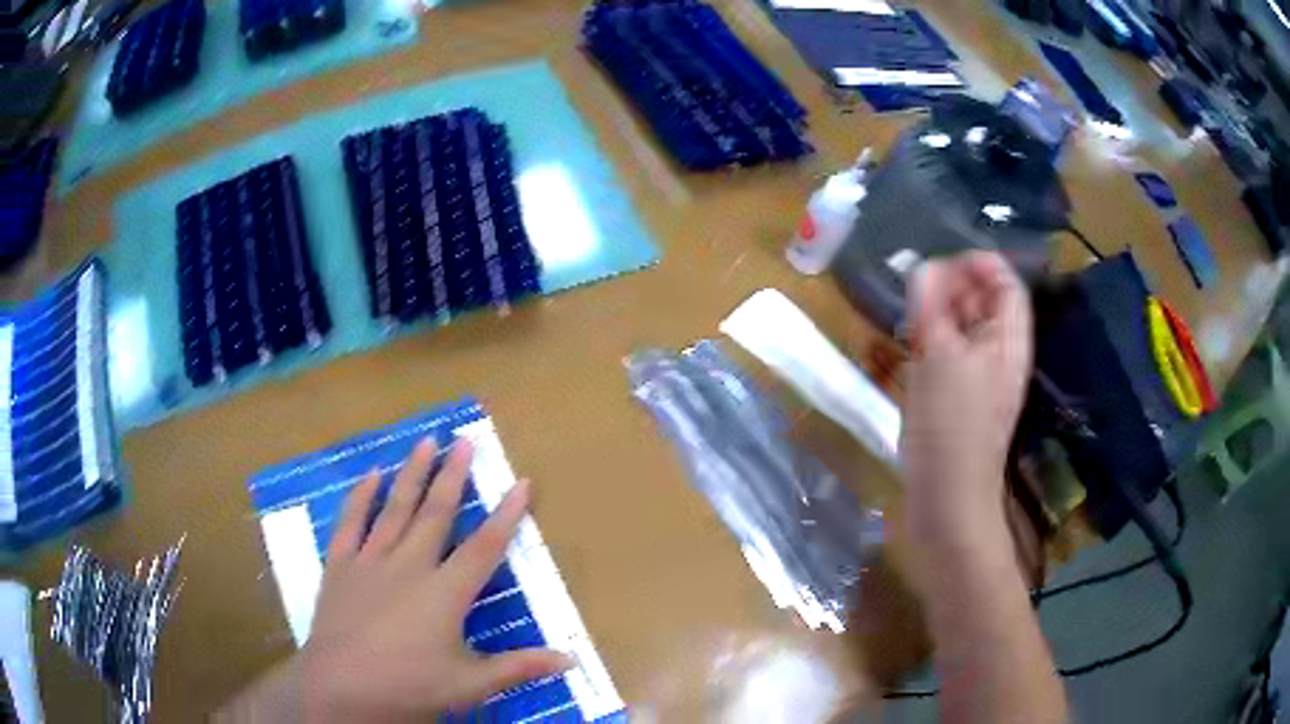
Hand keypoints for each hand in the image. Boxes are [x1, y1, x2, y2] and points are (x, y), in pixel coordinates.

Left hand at [297, 438, 571, 720]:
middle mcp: (410, 566)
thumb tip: (571, 660)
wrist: (342, 687)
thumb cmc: (410, 687)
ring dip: (412, 474)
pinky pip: (352, 523)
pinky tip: (371, 475)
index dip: (506, 516)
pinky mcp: (341, 566)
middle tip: (465, 441)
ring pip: (395, 509)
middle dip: (454, 475)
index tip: (521, 483)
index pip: (484, 548)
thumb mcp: (470, 684)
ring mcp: (371, 561)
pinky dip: (361, 497)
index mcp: (445, 593)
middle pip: (436, 513)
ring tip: (426, 442)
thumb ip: (519, 667)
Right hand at [900, 251, 1032, 541]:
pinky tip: (911, 350)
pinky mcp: (960, 402)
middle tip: (919, 287)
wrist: (949, 499)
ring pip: (966, 330)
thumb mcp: (940, 357)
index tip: (942, 261)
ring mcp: (981, 380)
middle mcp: (1000, 356)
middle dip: (956, 286)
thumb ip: (932, 306)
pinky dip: (934, 343)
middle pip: (987, 304)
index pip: (1006, 284)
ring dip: (942, 314)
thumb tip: (924, 267)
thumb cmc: (951, 427)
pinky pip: (952, 357)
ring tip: (911, 313)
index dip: (980, 264)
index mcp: (1008, 341)